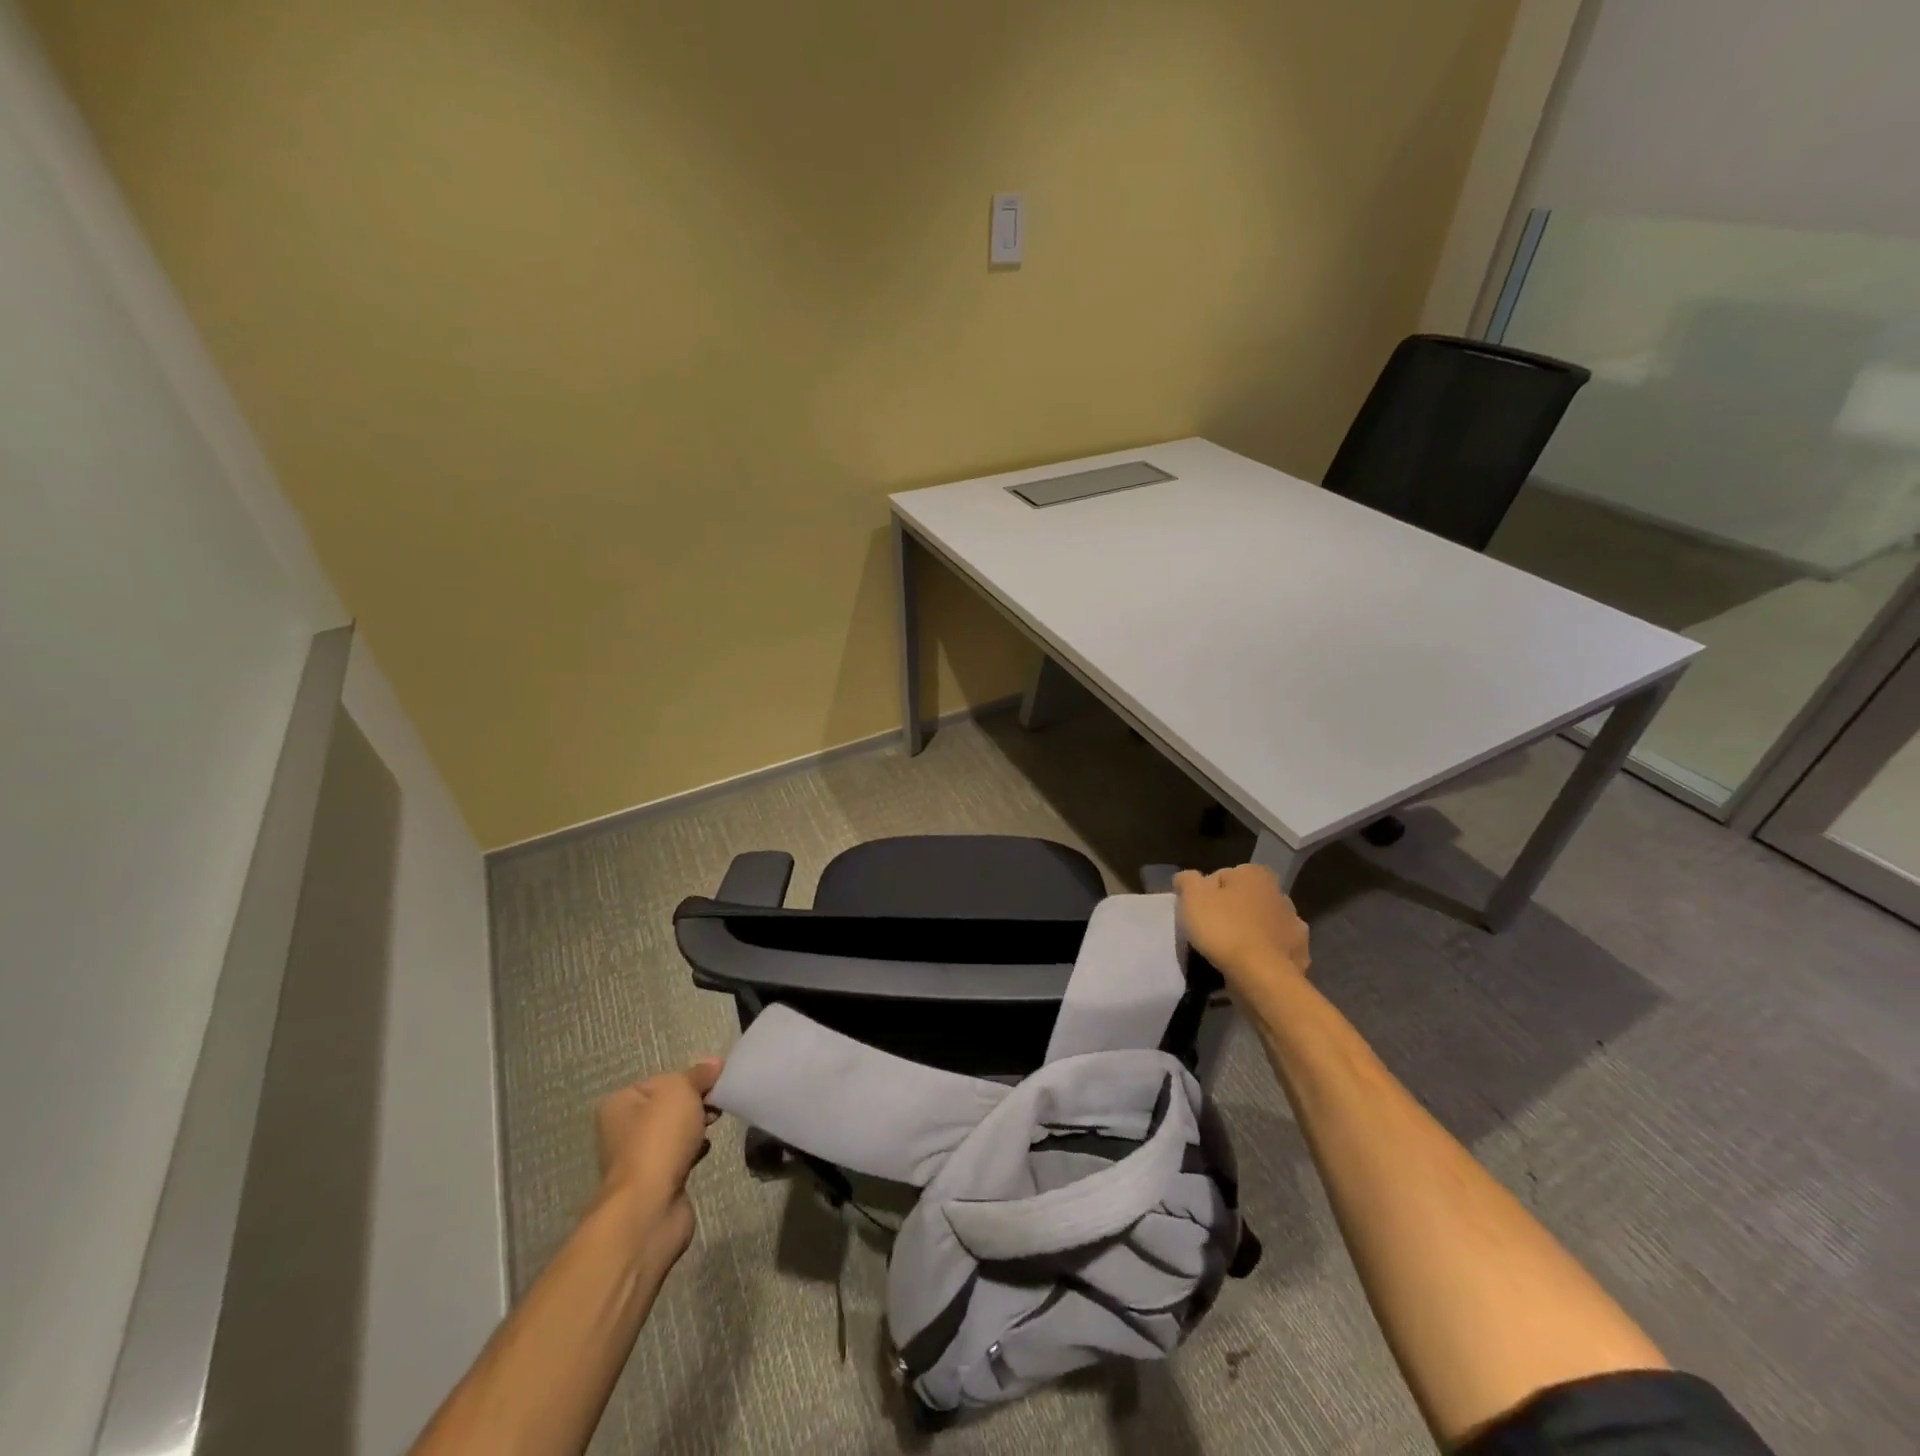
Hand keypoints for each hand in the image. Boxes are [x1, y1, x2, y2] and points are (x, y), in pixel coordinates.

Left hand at [594, 1057, 722, 1263]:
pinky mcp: (654, 1182)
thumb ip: (698, 1074)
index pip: (662, 1080)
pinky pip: (679, 1155)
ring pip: (675, 1131)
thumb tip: (714, 1063)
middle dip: (695, 1103)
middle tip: (716, 1105)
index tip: (714, 1083)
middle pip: (668, 1105)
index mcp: (620, 1104)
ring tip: (714, 1125)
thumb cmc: (659, 1139)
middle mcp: (622, 1130)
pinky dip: (694, 1150)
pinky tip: (706, 1149)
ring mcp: (637, 1158)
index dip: (690, 1079)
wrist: (649, 1207)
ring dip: (695, 1127)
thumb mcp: (681, 1091)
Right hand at [1174, 865, 1310, 995]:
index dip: (1205, 894)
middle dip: (1230, 911)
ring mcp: (1294, 925)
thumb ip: (1187, 880)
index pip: (1221, 877)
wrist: (1261, 976)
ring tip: (1228, 952)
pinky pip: (1273, 949)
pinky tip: (1248, 965)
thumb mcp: (1192, 897)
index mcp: (1256, 874)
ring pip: (1261, 924)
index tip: (1196, 912)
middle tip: (1210, 931)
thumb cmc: (1224, 928)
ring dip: (1249, 932)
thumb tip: (1186, 878)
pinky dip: (1263, 954)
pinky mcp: (1299, 954)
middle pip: (1244, 900)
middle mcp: (1280, 894)